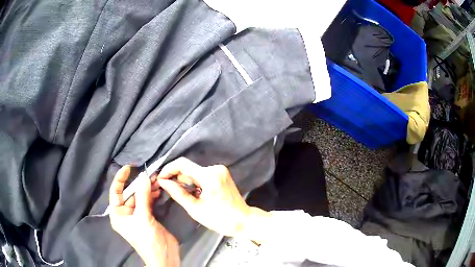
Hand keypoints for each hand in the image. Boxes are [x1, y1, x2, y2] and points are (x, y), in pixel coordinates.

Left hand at [109, 165, 179, 266]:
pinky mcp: (148, 217)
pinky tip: (159, 189)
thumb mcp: (143, 218)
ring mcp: (137, 215)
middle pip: (130, 193)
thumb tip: (144, 176)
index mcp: (118, 214)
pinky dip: (153, 195)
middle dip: (139, 184)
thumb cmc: (148, 240)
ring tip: (157, 180)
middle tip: (151, 174)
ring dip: (147, 188)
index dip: (121, 179)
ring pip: (140, 197)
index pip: (115, 192)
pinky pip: (148, 202)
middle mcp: (125, 213)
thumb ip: (142, 196)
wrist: (164, 257)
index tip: (129, 167)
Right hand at [157, 158, 250, 236]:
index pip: (182, 164)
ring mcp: (220, 170)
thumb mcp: (195, 208)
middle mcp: (215, 169)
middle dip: (176, 177)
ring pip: (194, 171)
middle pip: (188, 168)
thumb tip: (163, 181)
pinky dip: (194, 181)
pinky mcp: (221, 174)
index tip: (160, 178)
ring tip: (182, 194)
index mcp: (209, 176)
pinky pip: (202, 174)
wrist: (242, 220)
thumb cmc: (220, 219)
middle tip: (168, 188)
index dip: (168, 169)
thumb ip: (177, 193)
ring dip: (185, 180)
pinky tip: (194, 193)